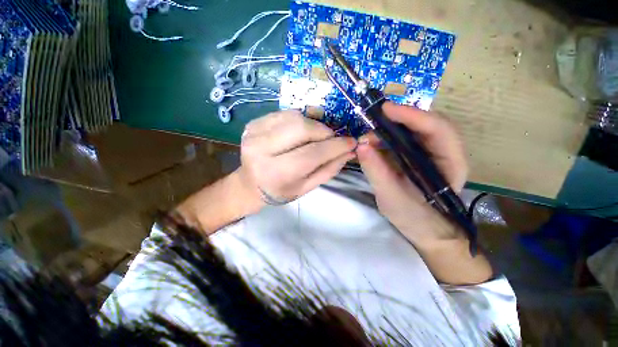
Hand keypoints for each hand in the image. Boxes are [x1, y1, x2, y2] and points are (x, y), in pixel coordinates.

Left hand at [238, 110, 356, 205]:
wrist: (251, 183)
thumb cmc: (281, 190)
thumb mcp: (307, 187)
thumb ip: (329, 169)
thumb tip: (349, 150)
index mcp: (276, 172)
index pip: (312, 153)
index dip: (335, 146)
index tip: (351, 142)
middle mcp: (262, 149)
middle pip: (302, 128)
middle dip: (323, 131)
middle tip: (331, 139)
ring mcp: (255, 132)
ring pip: (294, 116)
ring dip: (313, 123)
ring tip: (317, 135)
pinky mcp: (254, 123)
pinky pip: (285, 113)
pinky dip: (299, 119)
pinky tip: (301, 131)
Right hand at [357, 103, 467, 244]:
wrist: (424, 230)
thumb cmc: (415, 218)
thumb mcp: (392, 197)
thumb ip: (377, 172)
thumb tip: (360, 146)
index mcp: (450, 164)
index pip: (437, 129)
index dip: (413, 116)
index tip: (386, 109)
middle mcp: (444, 153)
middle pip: (426, 124)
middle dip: (399, 119)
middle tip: (373, 121)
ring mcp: (430, 154)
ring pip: (413, 131)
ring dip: (389, 129)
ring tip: (368, 138)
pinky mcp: (416, 157)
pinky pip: (402, 141)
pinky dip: (386, 139)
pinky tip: (372, 145)